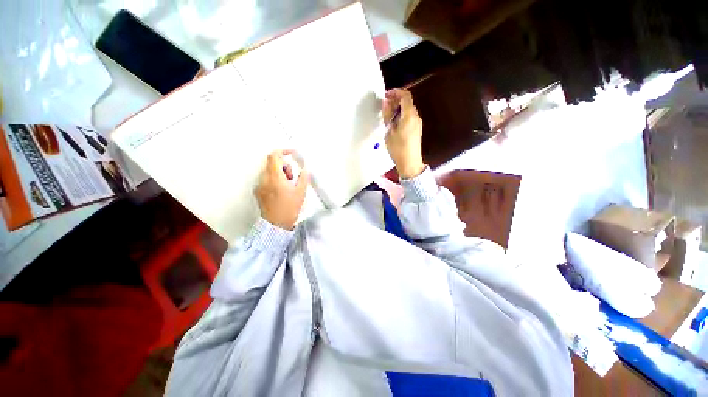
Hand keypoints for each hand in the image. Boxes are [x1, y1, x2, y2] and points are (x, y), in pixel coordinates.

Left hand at [255, 150, 309, 229]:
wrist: (276, 225)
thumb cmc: (289, 209)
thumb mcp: (301, 192)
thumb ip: (304, 177)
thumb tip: (305, 168)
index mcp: (275, 178)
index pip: (274, 156)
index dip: (283, 151)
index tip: (291, 153)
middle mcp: (264, 179)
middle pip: (272, 163)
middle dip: (284, 166)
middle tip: (292, 177)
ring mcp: (259, 185)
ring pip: (269, 171)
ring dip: (280, 173)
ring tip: (288, 186)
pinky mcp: (258, 191)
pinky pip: (266, 179)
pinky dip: (274, 180)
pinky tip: (281, 191)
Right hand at [383, 89, 425, 178]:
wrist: (410, 163)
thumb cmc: (398, 148)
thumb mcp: (389, 131)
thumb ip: (388, 115)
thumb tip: (386, 102)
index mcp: (409, 115)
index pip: (405, 96)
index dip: (396, 92)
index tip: (386, 95)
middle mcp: (416, 117)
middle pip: (407, 102)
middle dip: (396, 101)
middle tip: (385, 106)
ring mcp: (417, 124)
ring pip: (408, 110)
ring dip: (398, 109)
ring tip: (387, 116)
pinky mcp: (417, 130)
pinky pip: (409, 118)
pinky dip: (402, 116)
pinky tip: (394, 124)